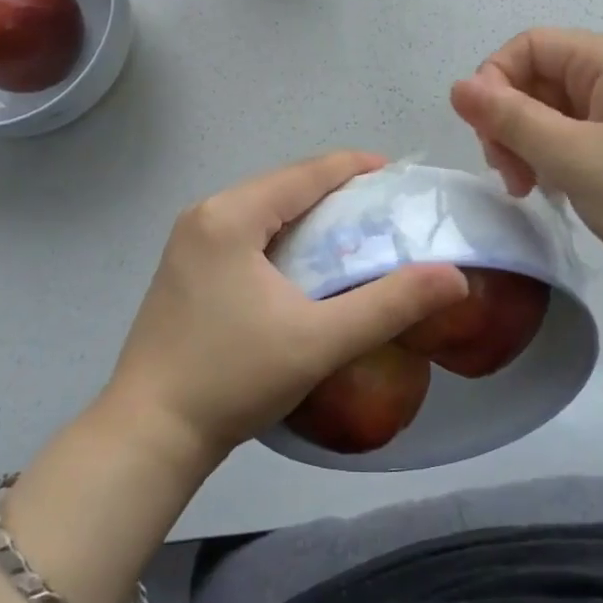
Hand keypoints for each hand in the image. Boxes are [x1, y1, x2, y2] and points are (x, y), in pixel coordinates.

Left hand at [102, 152, 467, 466]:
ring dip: (308, 214)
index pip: (306, 173)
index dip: (355, 167)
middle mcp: (205, 214)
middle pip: (283, 186)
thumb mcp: (320, 341)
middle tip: (384, 210)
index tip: (398, 175)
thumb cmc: (233, 378)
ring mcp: (188, 240)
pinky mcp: (184, 267)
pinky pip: (244, 231)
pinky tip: (304, 262)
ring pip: (263, 208)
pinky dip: (281, 234)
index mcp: (230, 215)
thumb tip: (453, 277)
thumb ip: (390, 304)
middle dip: (335, 191)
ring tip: (353, 232)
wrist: (148, 434)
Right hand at [450, 29, 602, 298]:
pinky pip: (584, 138)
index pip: (527, 46)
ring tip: (533, 191)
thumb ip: (511, 119)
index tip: (487, 137)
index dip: (494, 82)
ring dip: (532, 146)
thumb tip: (459, 85)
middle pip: (540, 79)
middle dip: (511, 122)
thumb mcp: (575, 158)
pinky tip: (562, 195)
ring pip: (558, 113)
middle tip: (511, 177)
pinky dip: (561, 161)